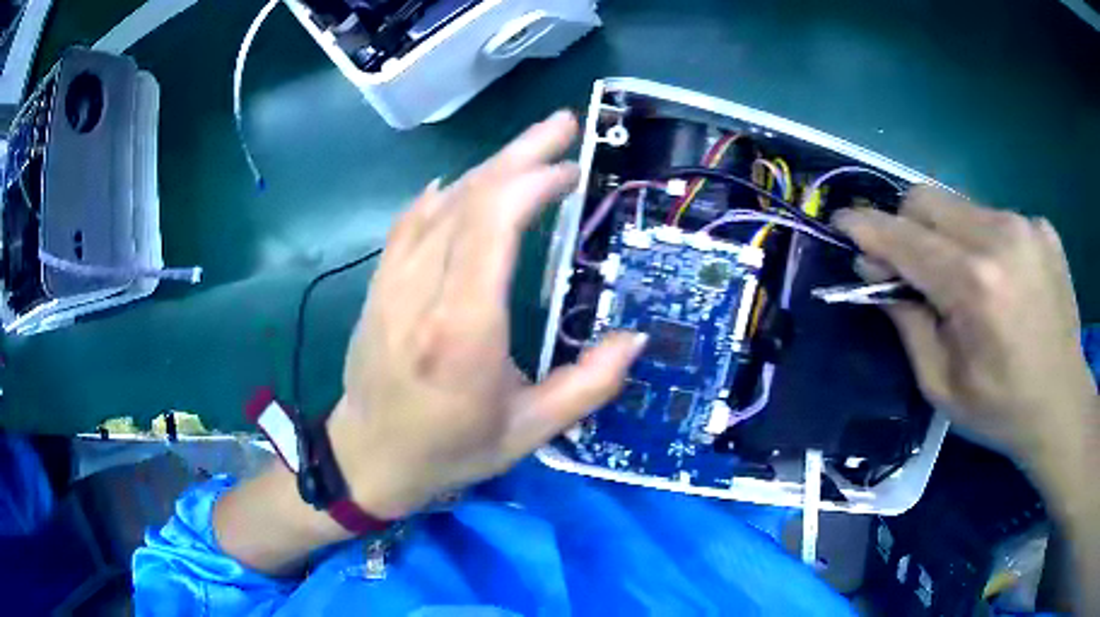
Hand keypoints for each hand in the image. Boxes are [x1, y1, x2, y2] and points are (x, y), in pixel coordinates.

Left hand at [327, 111, 645, 519]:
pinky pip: (409, 224)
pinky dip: (442, 196)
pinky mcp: (378, 286)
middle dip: (518, 154)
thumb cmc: (451, 451)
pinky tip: (466, 182)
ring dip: (488, 169)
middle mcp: (422, 295)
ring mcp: (392, 285)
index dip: (530, 184)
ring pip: (439, 205)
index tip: (568, 170)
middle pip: (468, 201)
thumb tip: (634, 339)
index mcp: (464, 332)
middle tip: (560, 126)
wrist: (369, 457)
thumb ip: (588, 386)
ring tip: (528, 149)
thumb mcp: (530, 433)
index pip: (491, 228)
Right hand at [833, 186, 1095, 464]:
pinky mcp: (1042, 226)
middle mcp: (1000, 237)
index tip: (842, 222)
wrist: (1062, 404)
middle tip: (910, 266)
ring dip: (946, 235)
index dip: (867, 227)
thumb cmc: (1000, 409)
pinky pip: (993, 217)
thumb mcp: (941, 385)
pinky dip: (982, 241)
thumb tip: (875, 272)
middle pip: (926, 198)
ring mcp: (1026, 225)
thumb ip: (906, 322)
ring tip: (963, 280)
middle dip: (906, 225)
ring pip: (960, 204)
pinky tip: (1000, 279)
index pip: (904, 236)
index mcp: (974, 285)